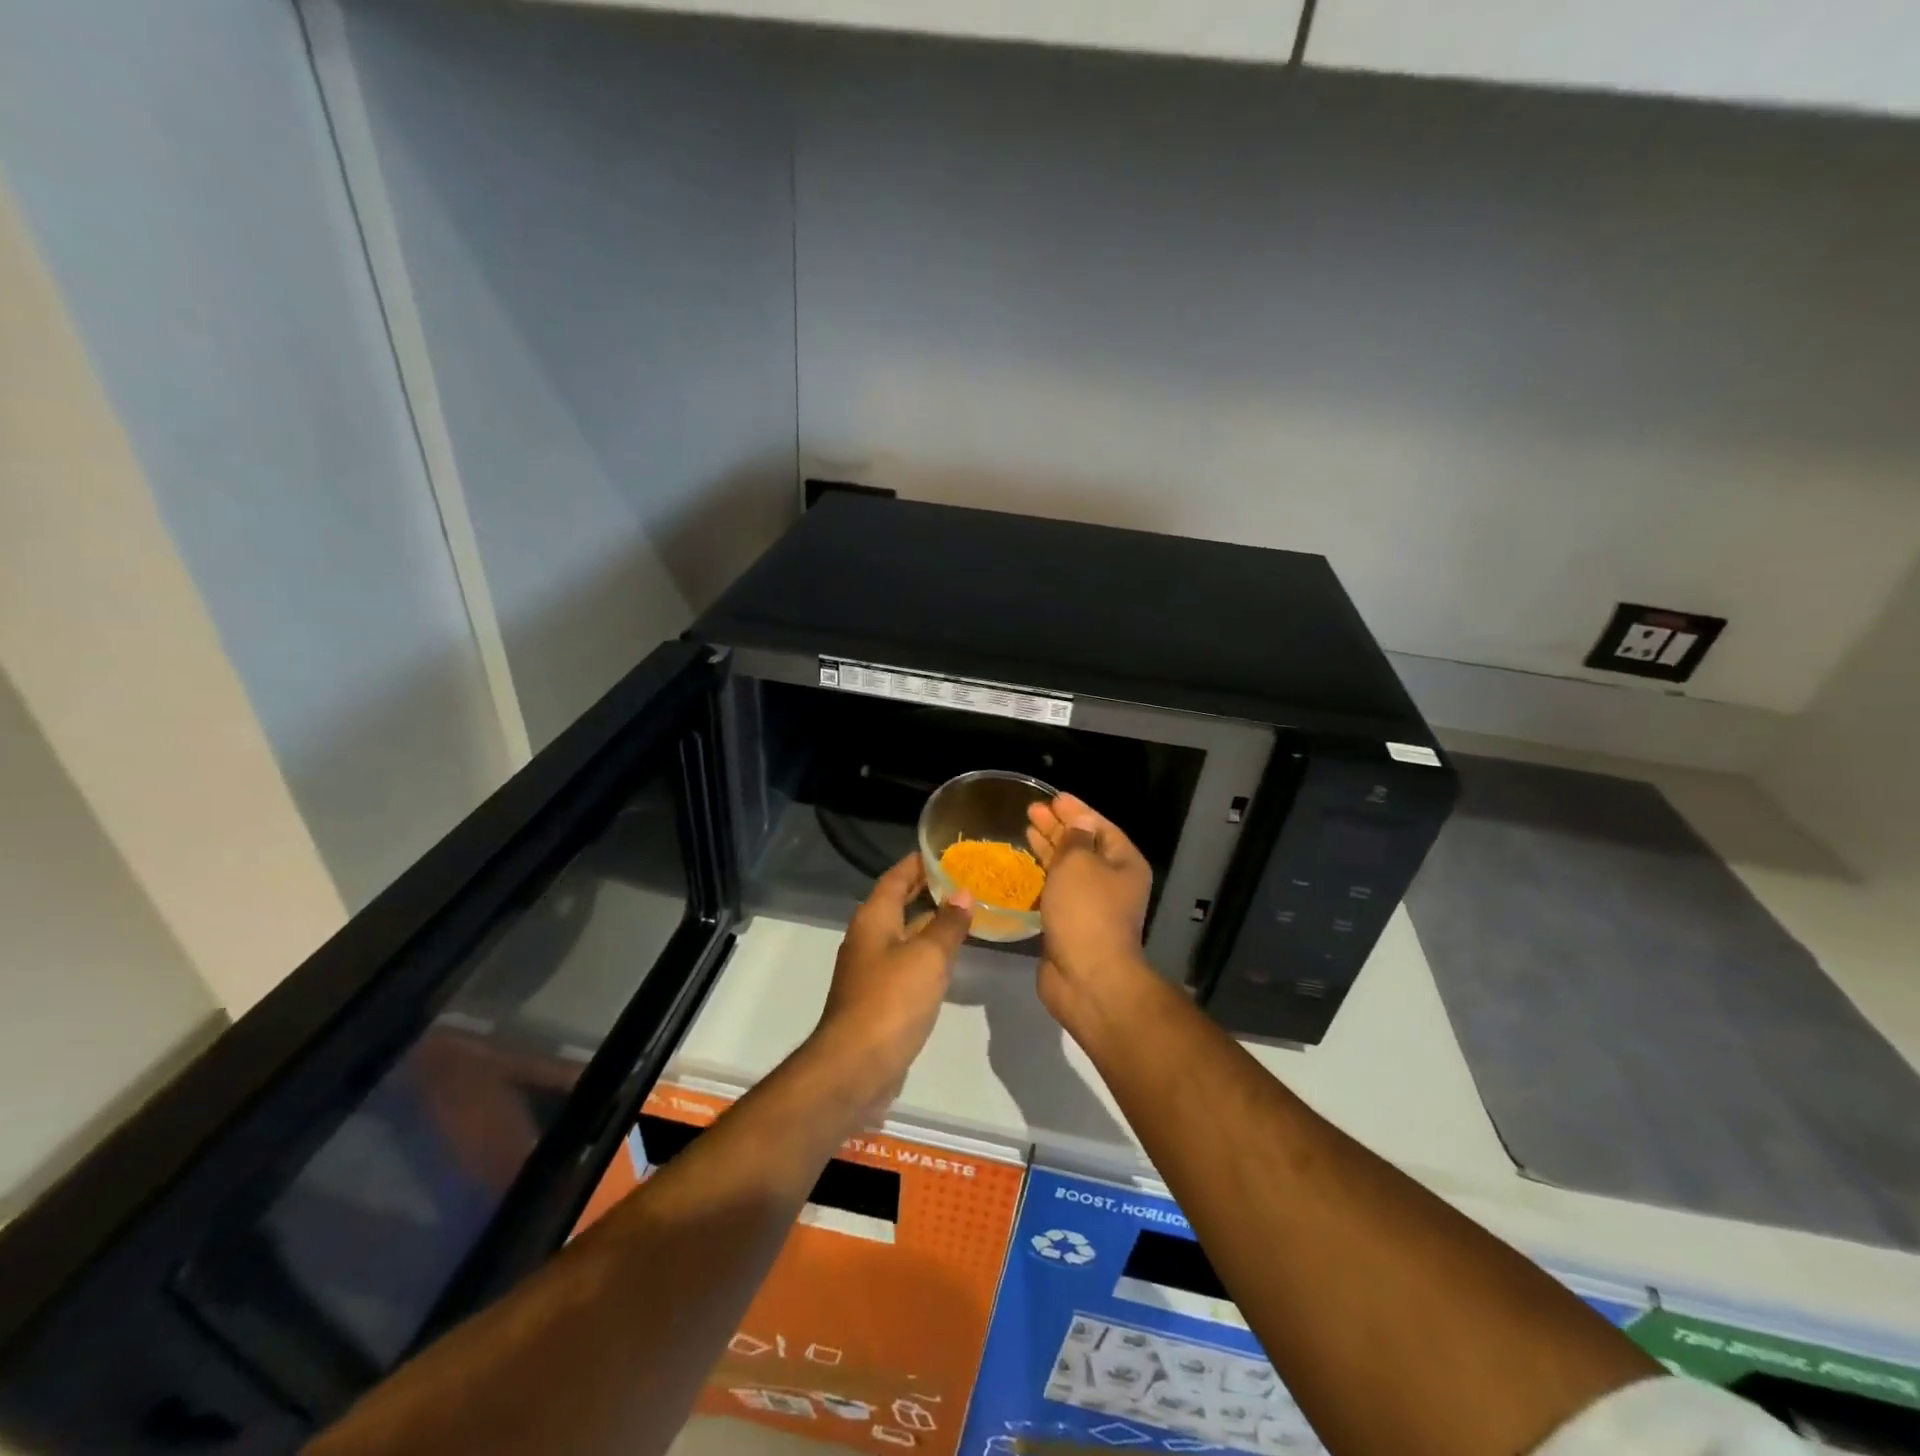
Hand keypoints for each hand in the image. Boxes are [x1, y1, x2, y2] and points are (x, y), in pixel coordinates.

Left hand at [812, 855, 972, 1114]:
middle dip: (925, 890)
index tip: (942, 851)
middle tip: (962, 879)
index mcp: (874, 919)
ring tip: (963, 913)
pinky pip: (906, 962)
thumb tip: (964, 893)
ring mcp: (871, 969)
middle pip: (897, 903)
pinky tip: (949, 958)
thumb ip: (947, 924)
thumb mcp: (928, 956)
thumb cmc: (891, 1001)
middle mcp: (868, 938)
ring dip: (928, 922)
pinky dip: (926, 952)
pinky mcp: (879, 998)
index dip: (917, 863)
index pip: (895, 878)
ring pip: (903, 933)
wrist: (856, 1066)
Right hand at [1026, 793, 1155, 1018]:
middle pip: (1084, 846)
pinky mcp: (1070, 925)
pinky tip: (1024, 868)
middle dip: (1058, 827)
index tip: (1051, 798)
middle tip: (1031, 811)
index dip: (1076, 810)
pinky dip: (1041, 878)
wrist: (1087, 977)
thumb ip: (1074, 839)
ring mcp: (1091, 905)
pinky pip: (1056, 892)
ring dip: (1048, 850)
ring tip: (1026, 831)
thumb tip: (1076, 824)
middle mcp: (1112, 882)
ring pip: (1068, 869)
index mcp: (1124, 863)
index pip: (1100, 826)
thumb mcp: (1079, 863)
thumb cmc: (1086, 911)